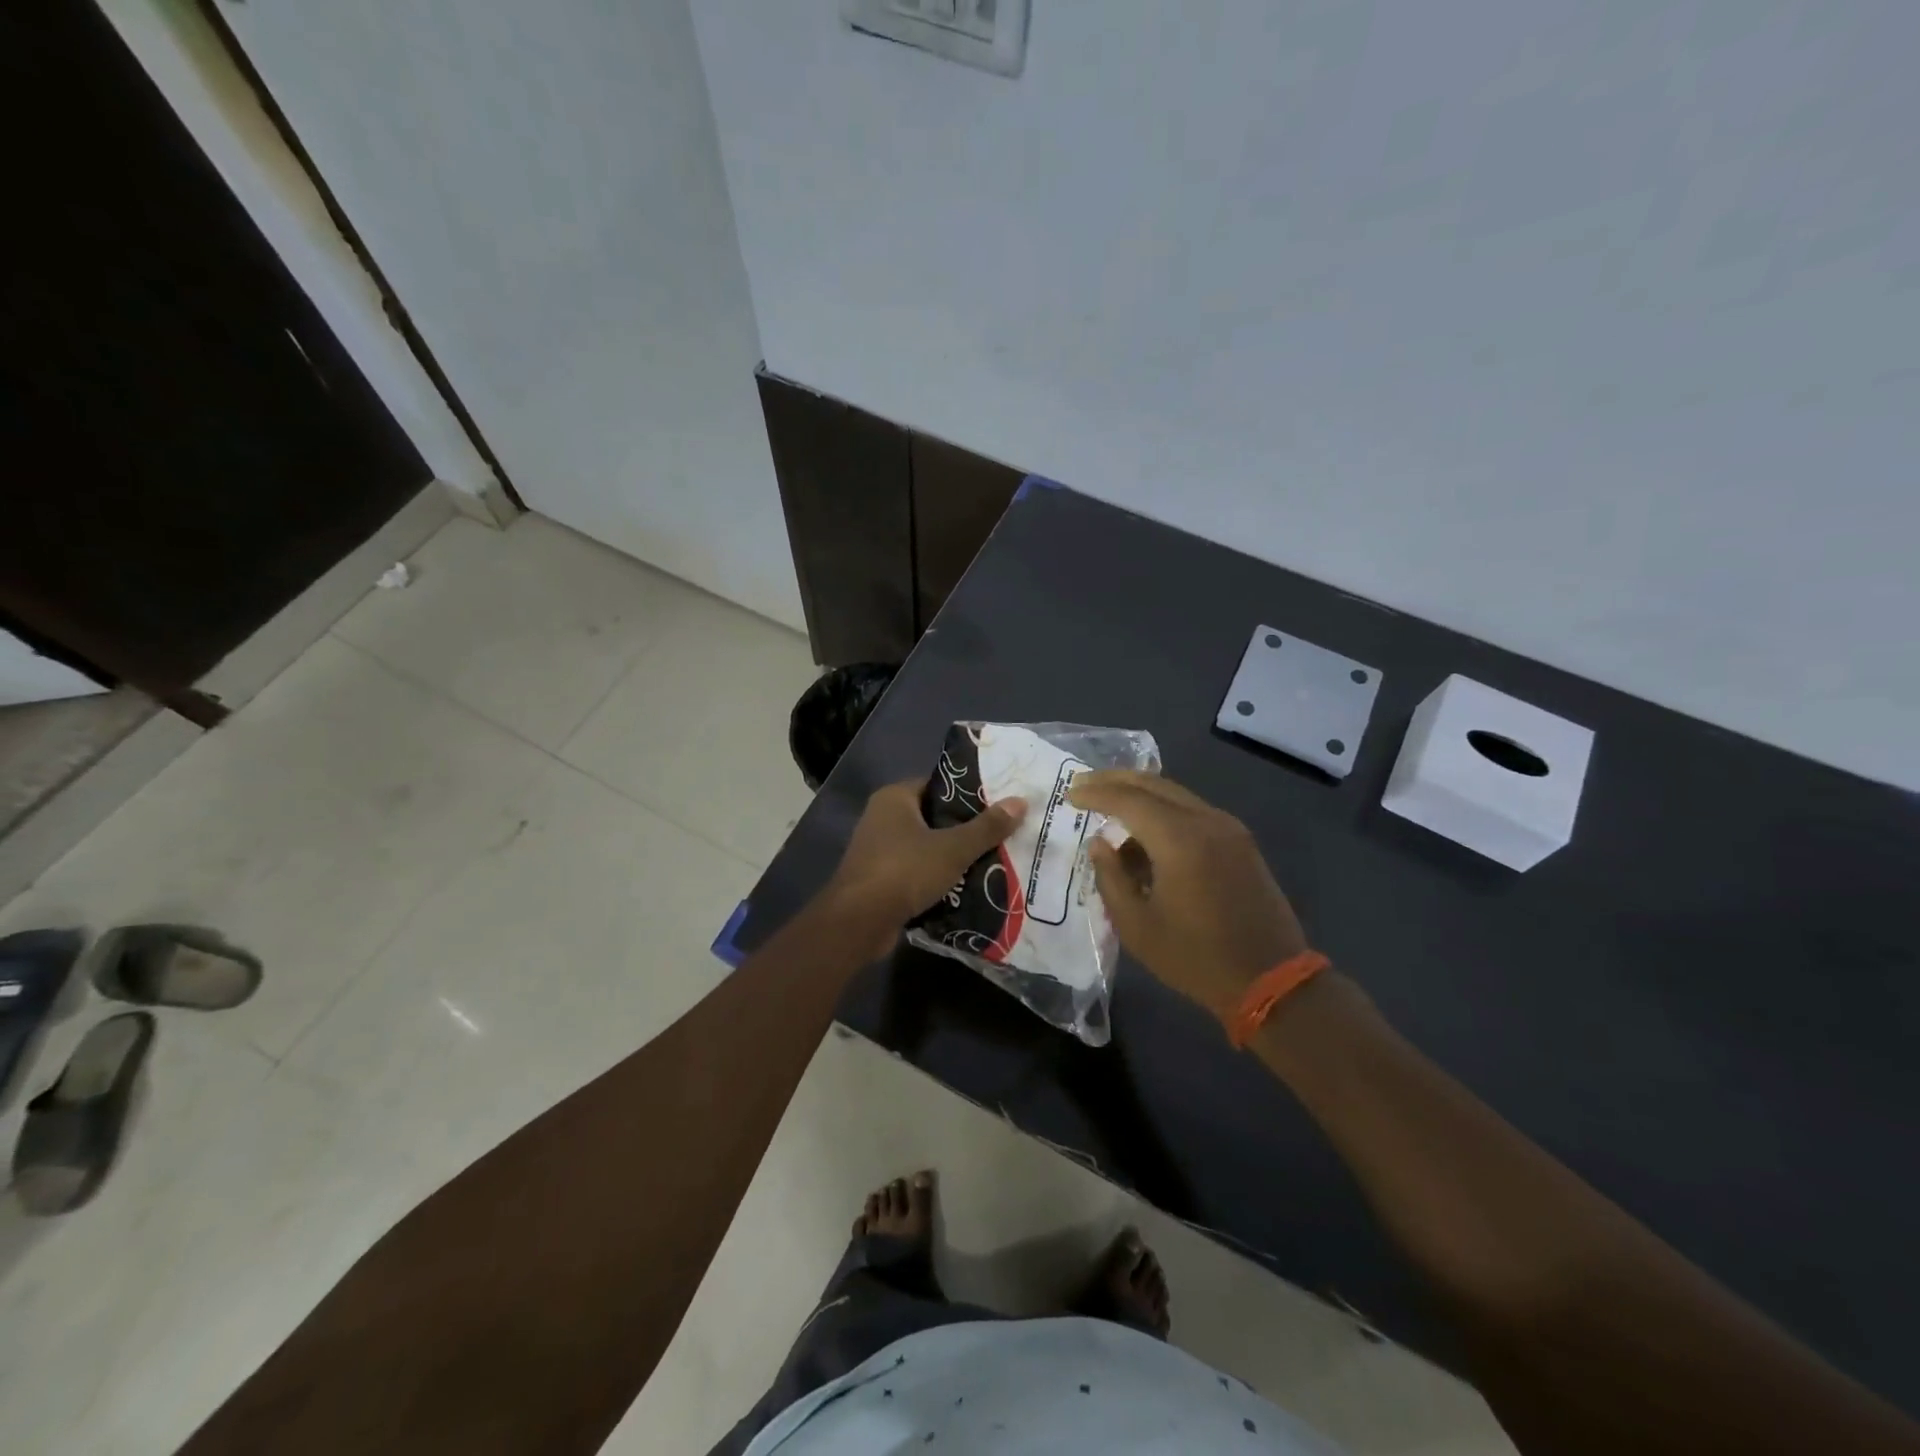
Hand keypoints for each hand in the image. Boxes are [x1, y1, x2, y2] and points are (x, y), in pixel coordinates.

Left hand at [824, 780, 1027, 957]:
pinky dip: (936, 877)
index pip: (938, 785)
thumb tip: (1021, 801)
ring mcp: (878, 850)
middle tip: (1001, 834)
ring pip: (925, 846)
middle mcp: (882, 817)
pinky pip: (915, 871)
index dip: (968, 794)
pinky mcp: (879, 879)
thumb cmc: (904, 871)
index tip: (998, 804)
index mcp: (895, 798)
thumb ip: (987, 827)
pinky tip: (965, 886)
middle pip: (933, 817)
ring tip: (991, 860)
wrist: (859, 922)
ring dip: (951, 855)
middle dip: (964, 828)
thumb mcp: (953, 848)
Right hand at [1068, 771, 1307, 1020]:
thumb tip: (1100, 843)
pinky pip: (1193, 812)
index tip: (1069, 794)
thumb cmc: (1196, 958)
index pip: (1128, 799)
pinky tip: (1145, 835)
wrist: (1272, 981)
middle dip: (1115, 780)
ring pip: (1175, 795)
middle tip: (1084, 784)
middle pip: (1154, 784)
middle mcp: (1207, 821)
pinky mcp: (1240, 841)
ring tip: (1109, 813)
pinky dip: (1163, 812)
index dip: (1095, 793)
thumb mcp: (1138, 926)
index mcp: (1180, 839)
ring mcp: (1229, 828)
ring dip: (1140, 796)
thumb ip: (1111, 877)